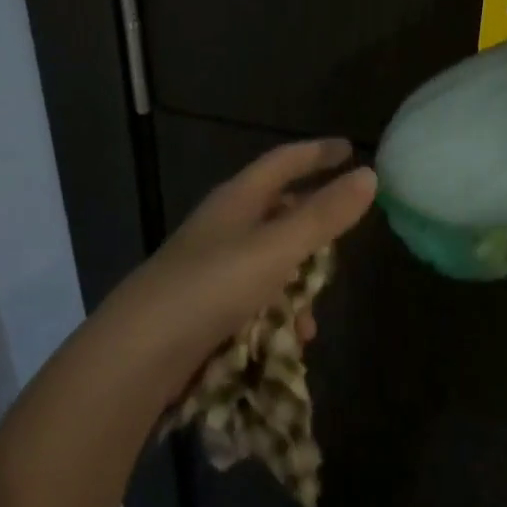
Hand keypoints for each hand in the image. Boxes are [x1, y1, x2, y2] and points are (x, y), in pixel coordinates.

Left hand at [106, 140, 376, 395]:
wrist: (135, 357)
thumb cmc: (212, 287)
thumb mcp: (277, 248)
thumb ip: (324, 214)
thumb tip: (370, 175)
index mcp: (238, 199)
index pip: (284, 161)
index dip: (318, 153)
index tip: (350, 149)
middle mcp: (223, 226)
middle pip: (277, 210)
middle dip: (312, 224)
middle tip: (342, 238)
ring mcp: (210, 267)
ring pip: (269, 260)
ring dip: (297, 282)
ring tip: (314, 316)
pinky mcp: (203, 307)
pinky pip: (255, 298)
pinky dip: (277, 313)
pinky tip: (289, 342)